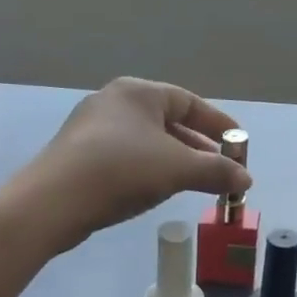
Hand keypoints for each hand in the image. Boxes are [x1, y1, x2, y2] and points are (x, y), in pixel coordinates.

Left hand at [14, 79, 250, 252]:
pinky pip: (125, 155)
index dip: (218, 124)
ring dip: (174, 159)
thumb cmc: (121, 171)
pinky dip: (148, 168)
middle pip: (168, 121)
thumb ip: (217, 171)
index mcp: (138, 92)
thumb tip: (246, 179)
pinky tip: (156, 190)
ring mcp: (92, 127)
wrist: (51, 203)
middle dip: (198, 146)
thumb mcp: (178, 169)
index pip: (189, 102)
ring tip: (194, 182)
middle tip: (220, 168)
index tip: (238, 144)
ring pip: (146, 140)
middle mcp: (114, 101)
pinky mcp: (78, 154)